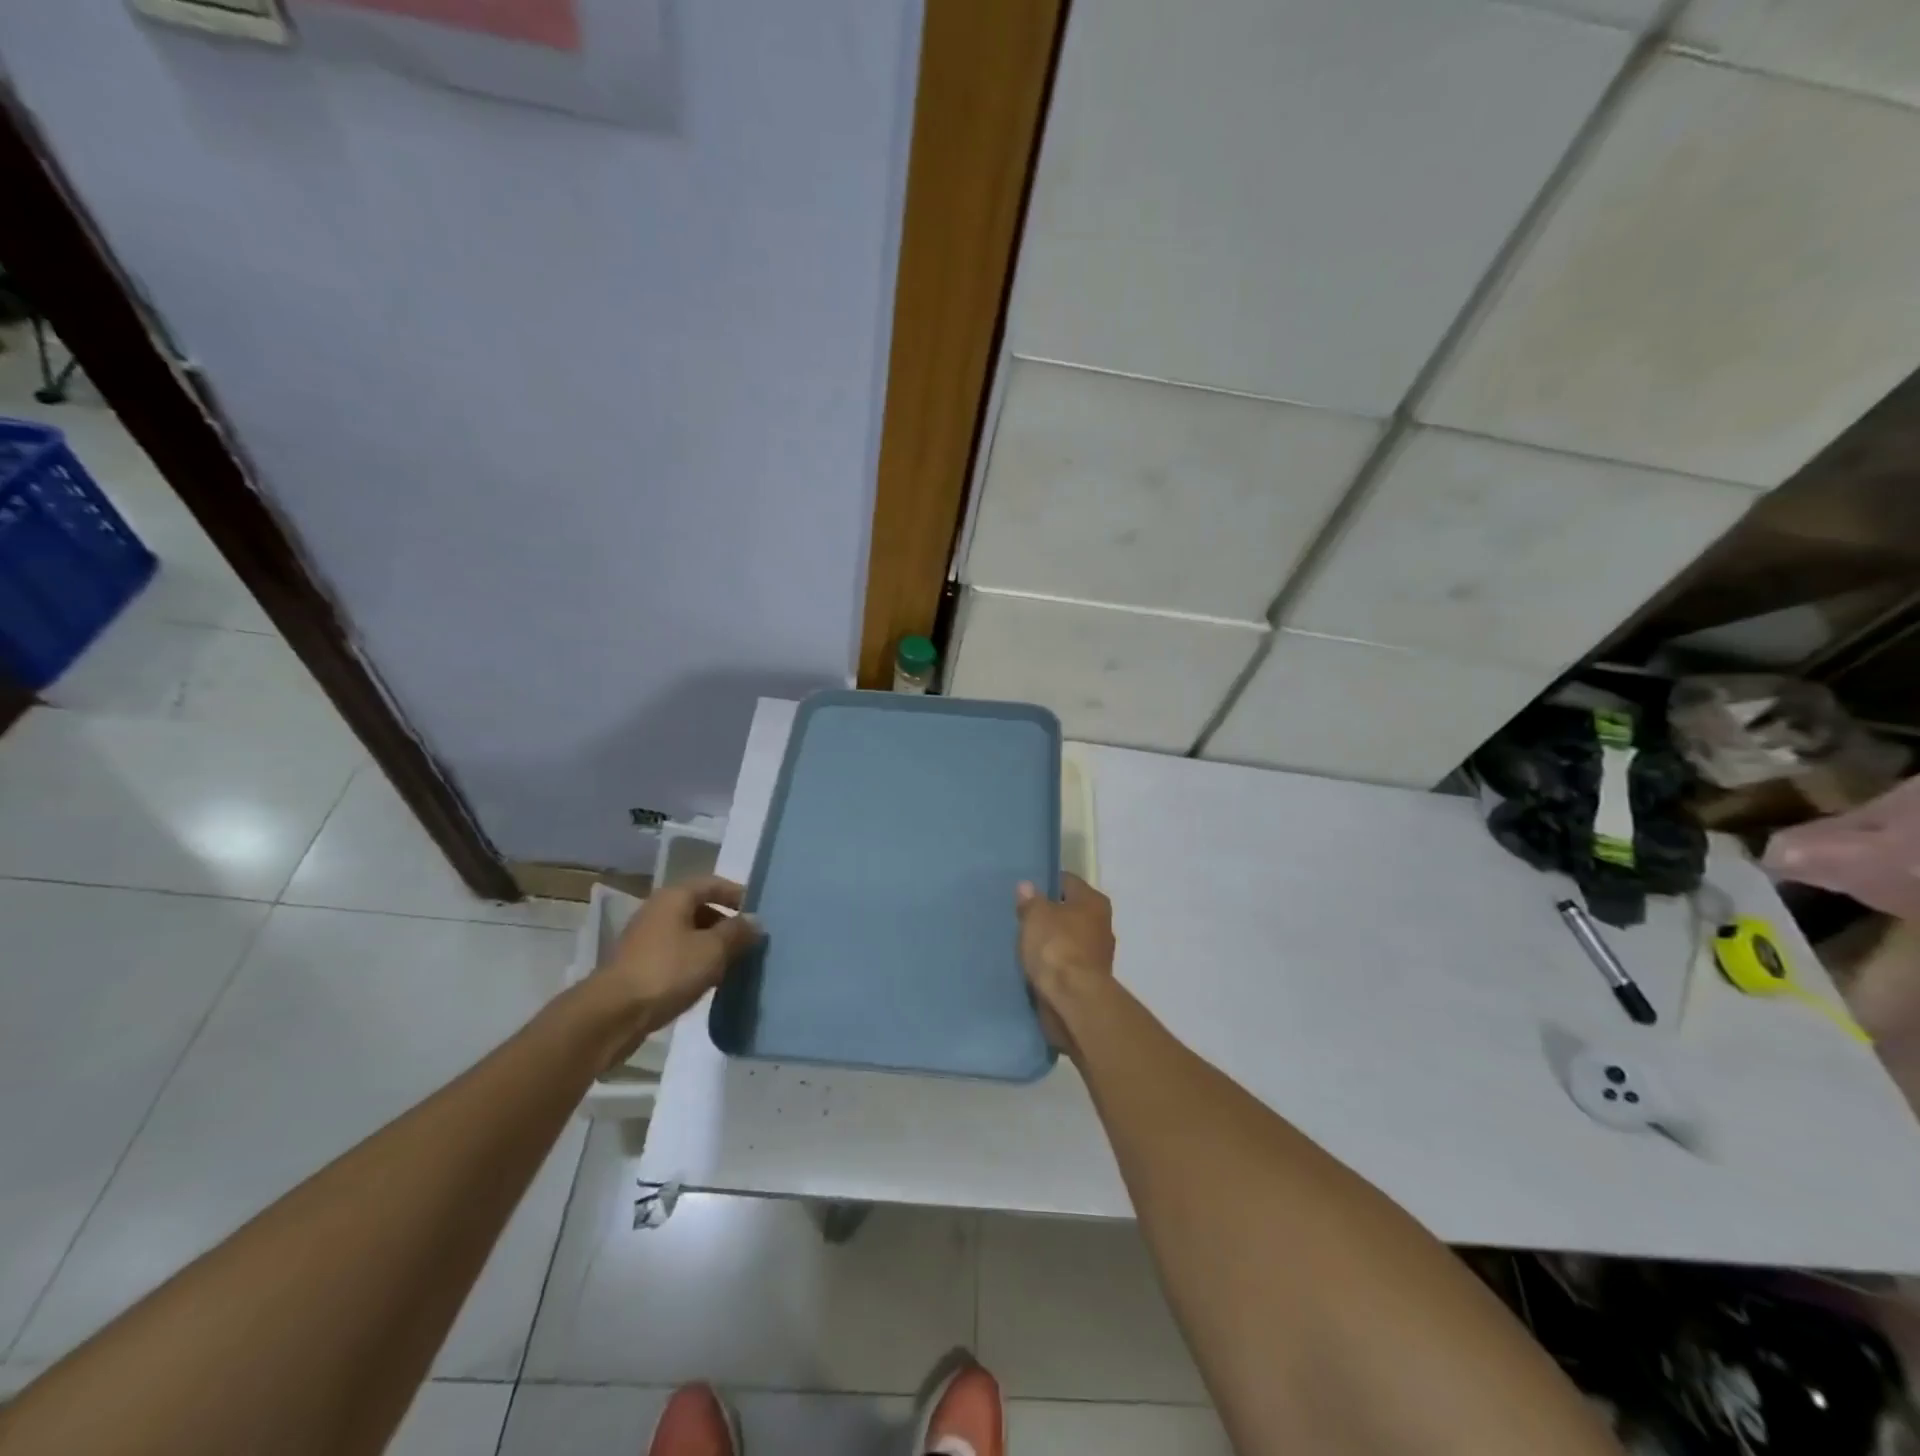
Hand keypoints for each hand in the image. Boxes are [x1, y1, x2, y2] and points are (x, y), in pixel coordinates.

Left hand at [587, 876, 761, 1063]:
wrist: (612, 1015)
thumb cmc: (667, 971)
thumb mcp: (713, 950)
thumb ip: (738, 932)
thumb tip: (755, 921)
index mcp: (674, 897)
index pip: (712, 883)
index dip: (737, 894)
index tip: (758, 913)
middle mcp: (658, 911)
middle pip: (700, 908)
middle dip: (726, 922)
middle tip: (749, 942)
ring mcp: (646, 939)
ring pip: (688, 934)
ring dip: (712, 945)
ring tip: (734, 963)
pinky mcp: (640, 966)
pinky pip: (676, 955)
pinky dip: (695, 962)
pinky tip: (708, 980)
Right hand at [1016, 873, 1115, 1052]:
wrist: (1074, 1001)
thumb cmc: (1056, 947)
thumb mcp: (1035, 916)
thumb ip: (1030, 900)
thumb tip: (1027, 886)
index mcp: (1094, 902)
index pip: (1067, 882)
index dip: (1046, 884)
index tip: (1026, 892)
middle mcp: (1102, 924)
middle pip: (1070, 912)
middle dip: (1049, 915)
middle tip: (1022, 918)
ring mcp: (1098, 955)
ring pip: (1068, 939)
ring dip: (1051, 942)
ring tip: (1025, 944)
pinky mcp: (1090, 980)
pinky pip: (1066, 964)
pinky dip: (1053, 964)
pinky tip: (1035, 966)